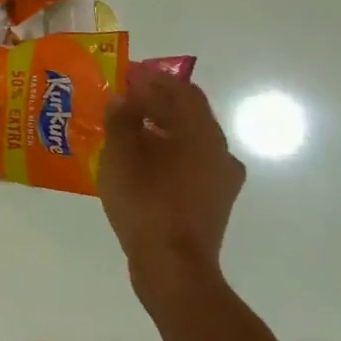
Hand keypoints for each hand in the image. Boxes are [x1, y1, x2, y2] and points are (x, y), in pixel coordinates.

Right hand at [98, 71, 245, 306]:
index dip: (153, 78)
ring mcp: (220, 179)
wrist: (173, 268)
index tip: (127, 72)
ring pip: (188, 140)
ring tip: (125, 128)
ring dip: (159, 128)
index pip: (181, 90)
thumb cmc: (146, 204)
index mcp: (202, 134)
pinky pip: (188, 163)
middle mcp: (219, 151)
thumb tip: (123, 99)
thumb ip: (121, 121)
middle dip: (155, 102)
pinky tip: (139, 161)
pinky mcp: (212, 201)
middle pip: (187, 114)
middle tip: (121, 98)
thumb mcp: (121, 157)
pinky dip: (165, 152)